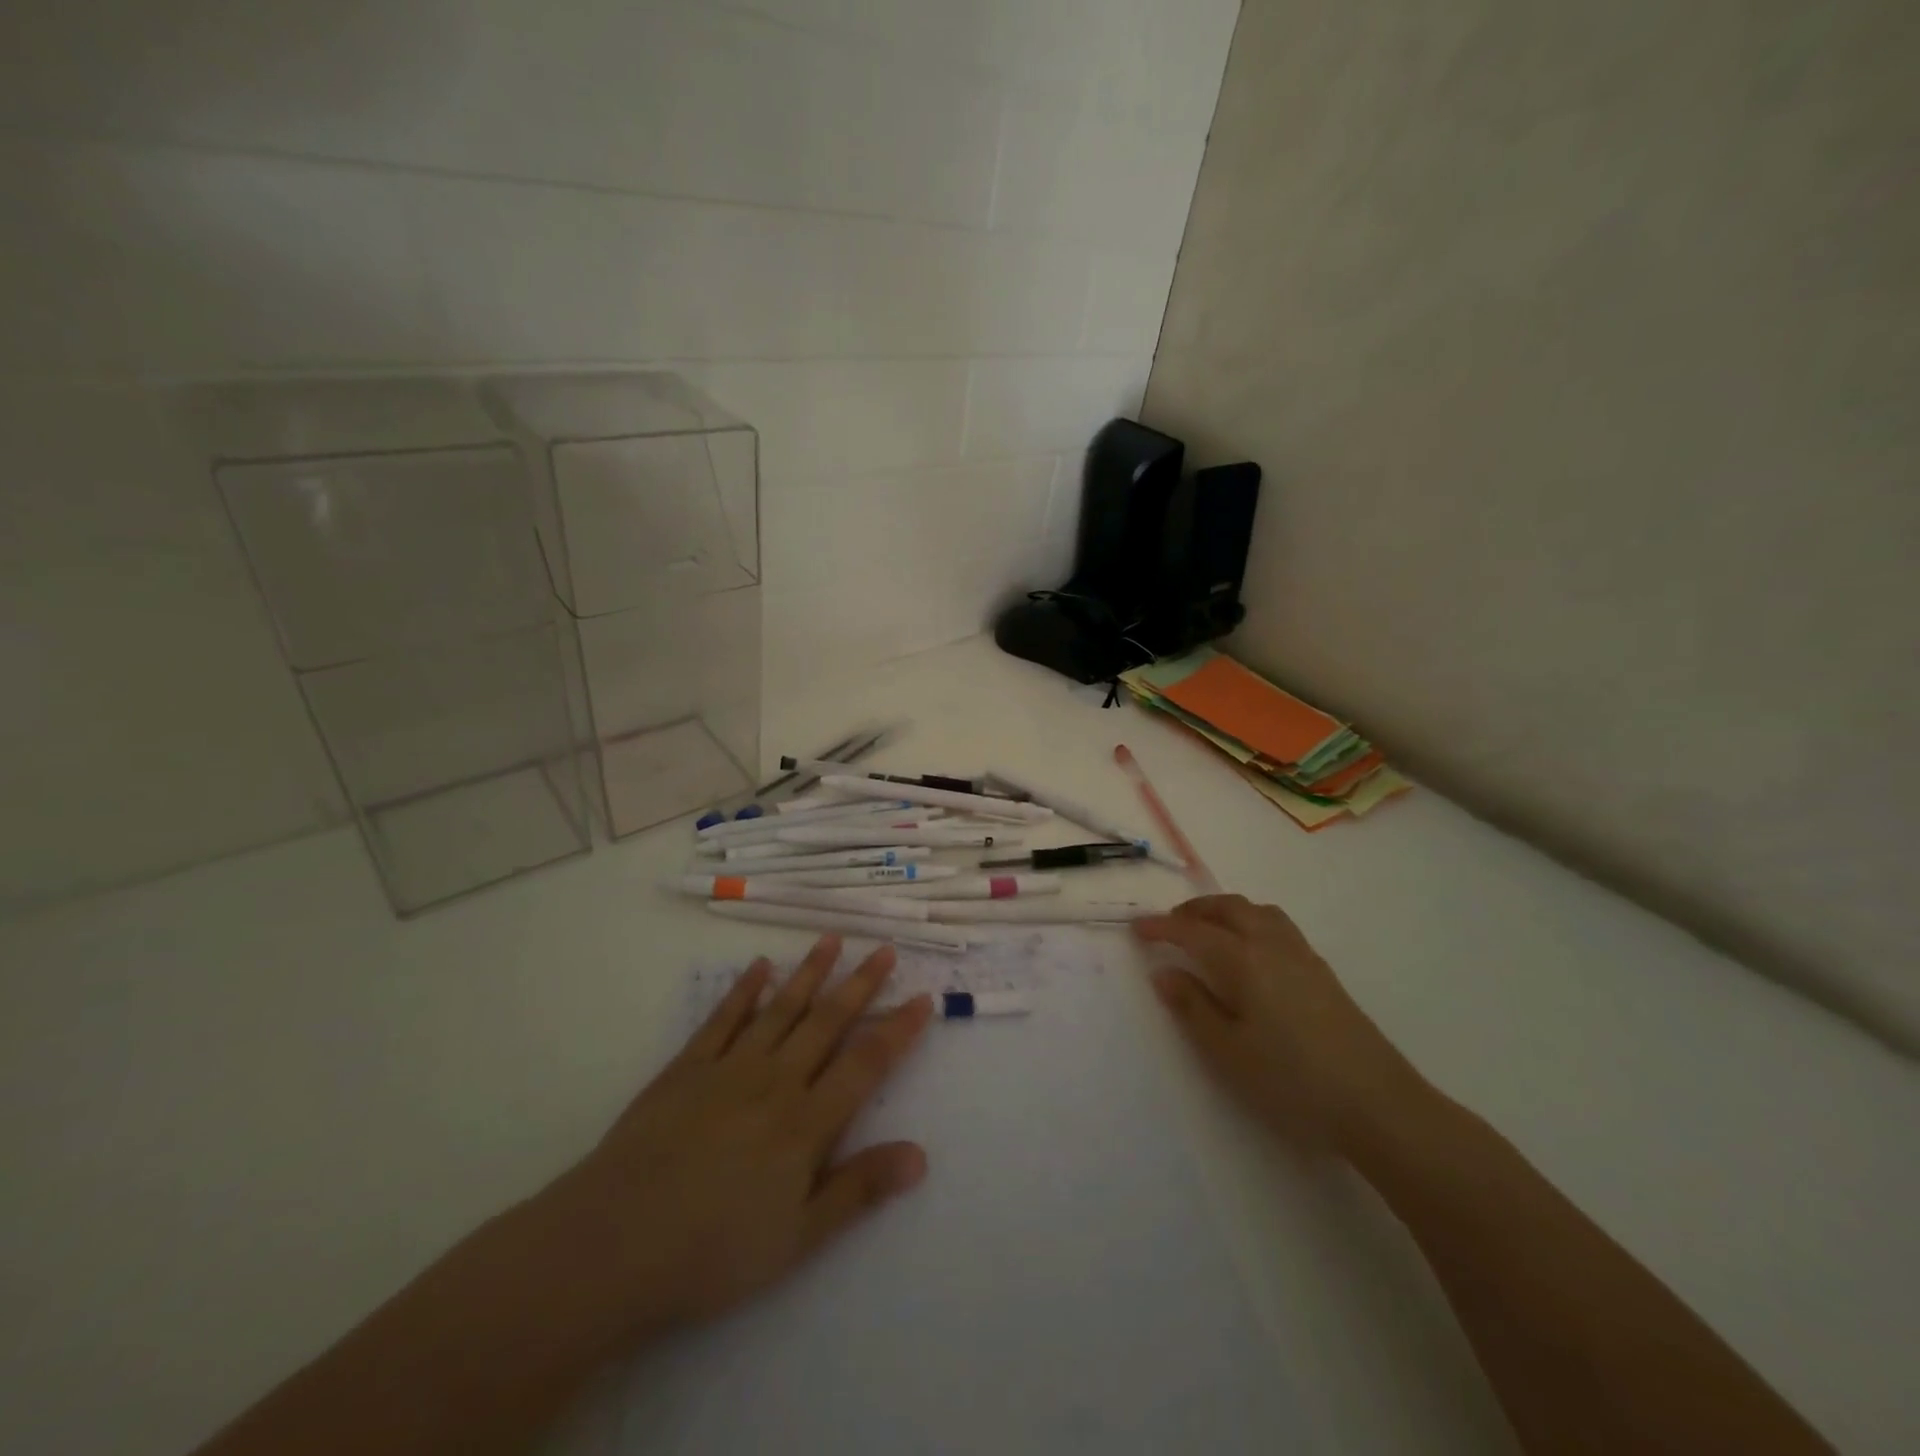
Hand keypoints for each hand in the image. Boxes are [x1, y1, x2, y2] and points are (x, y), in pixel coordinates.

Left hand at [533, 935, 931, 1343]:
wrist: (612, 1244)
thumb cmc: (712, 1252)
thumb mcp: (797, 1238)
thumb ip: (859, 1190)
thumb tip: (920, 1155)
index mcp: (806, 1122)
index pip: (865, 1064)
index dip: (898, 1030)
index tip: (922, 998)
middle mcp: (775, 1081)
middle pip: (827, 1022)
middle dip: (861, 985)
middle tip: (885, 950)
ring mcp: (728, 1068)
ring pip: (781, 1009)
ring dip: (810, 973)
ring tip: (833, 940)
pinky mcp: (686, 1068)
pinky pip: (723, 1018)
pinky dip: (745, 990)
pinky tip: (760, 967)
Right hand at [1134, 895, 1414, 1151]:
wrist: (1378, 1104)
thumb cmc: (1292, 1080)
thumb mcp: (1228, 1051)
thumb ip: (1192, 1007)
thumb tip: (1165, 972)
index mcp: (1243, 960)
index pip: (1193, 931)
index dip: (1161, 927)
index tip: (1137, 928)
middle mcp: (1272, 945)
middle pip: (1229, 908)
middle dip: (1195, 909)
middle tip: (1170, 925)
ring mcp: (1302, 956)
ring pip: (1258, 911)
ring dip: (1226, 911)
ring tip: (1208, 930)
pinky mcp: (1323, 972)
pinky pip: (1277, 925)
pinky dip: (1251, 921)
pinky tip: (1250, 952)